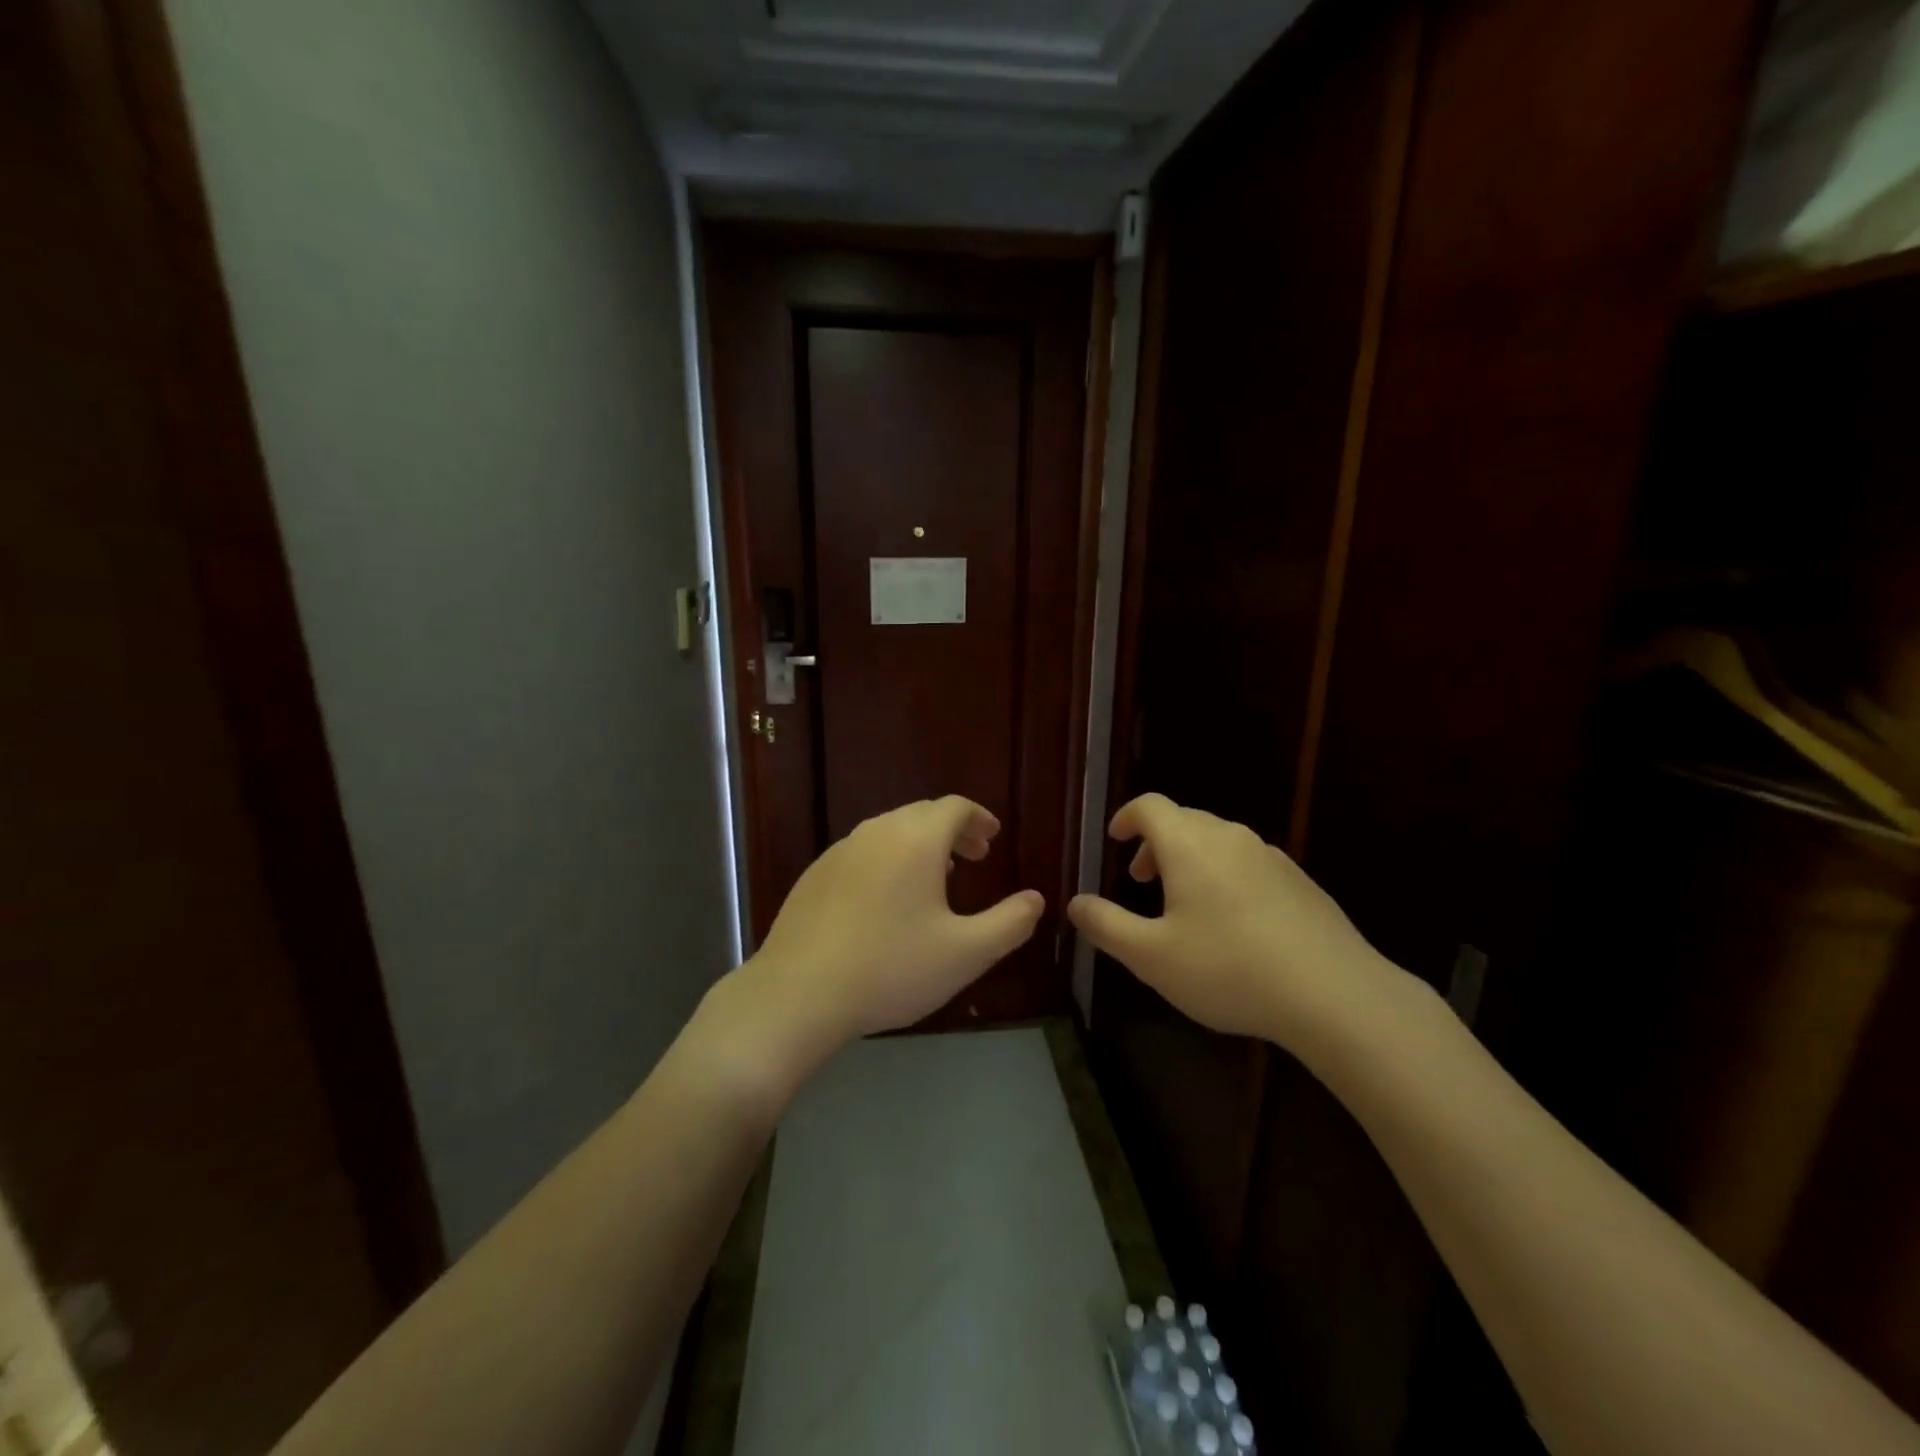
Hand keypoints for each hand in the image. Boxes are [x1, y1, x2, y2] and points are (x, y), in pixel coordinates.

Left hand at [745, 796, 1044, 1053]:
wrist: (797, 994)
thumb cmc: (891, 969)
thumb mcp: (966, 954)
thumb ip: (1010, 923)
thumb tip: (1036, 899)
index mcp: (915, 839)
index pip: (954, 807)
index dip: (979, 818)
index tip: (993, 838)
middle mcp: (876, 832)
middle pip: (922, 814)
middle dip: (954, 830)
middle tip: (974, 857)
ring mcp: (839, 851)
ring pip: (890, 831)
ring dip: (920, 844)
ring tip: (937, 877)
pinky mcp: (814, 875)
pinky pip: (863, 852)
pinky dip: (888, 859)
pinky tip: (887, 901)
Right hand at [1068, 794, 1404, 1049]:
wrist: (1335, 995)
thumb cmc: (1229, 969)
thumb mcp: (1151, 956)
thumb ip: (1105, 925)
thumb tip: (1074, 903)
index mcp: (1190, 844)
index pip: (1150, 806)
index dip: (1126, 817)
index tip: (1114, 839)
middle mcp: (1230, 837)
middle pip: (1184, 820)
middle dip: (1155, 844)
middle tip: (1141, 882)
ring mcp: (1270, 857)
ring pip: (1217, 841)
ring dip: (1189, 860)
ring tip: (1183, 905)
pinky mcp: (1300, 881)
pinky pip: (1247, 863)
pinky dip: (1224, 876)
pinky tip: (1232, 924)